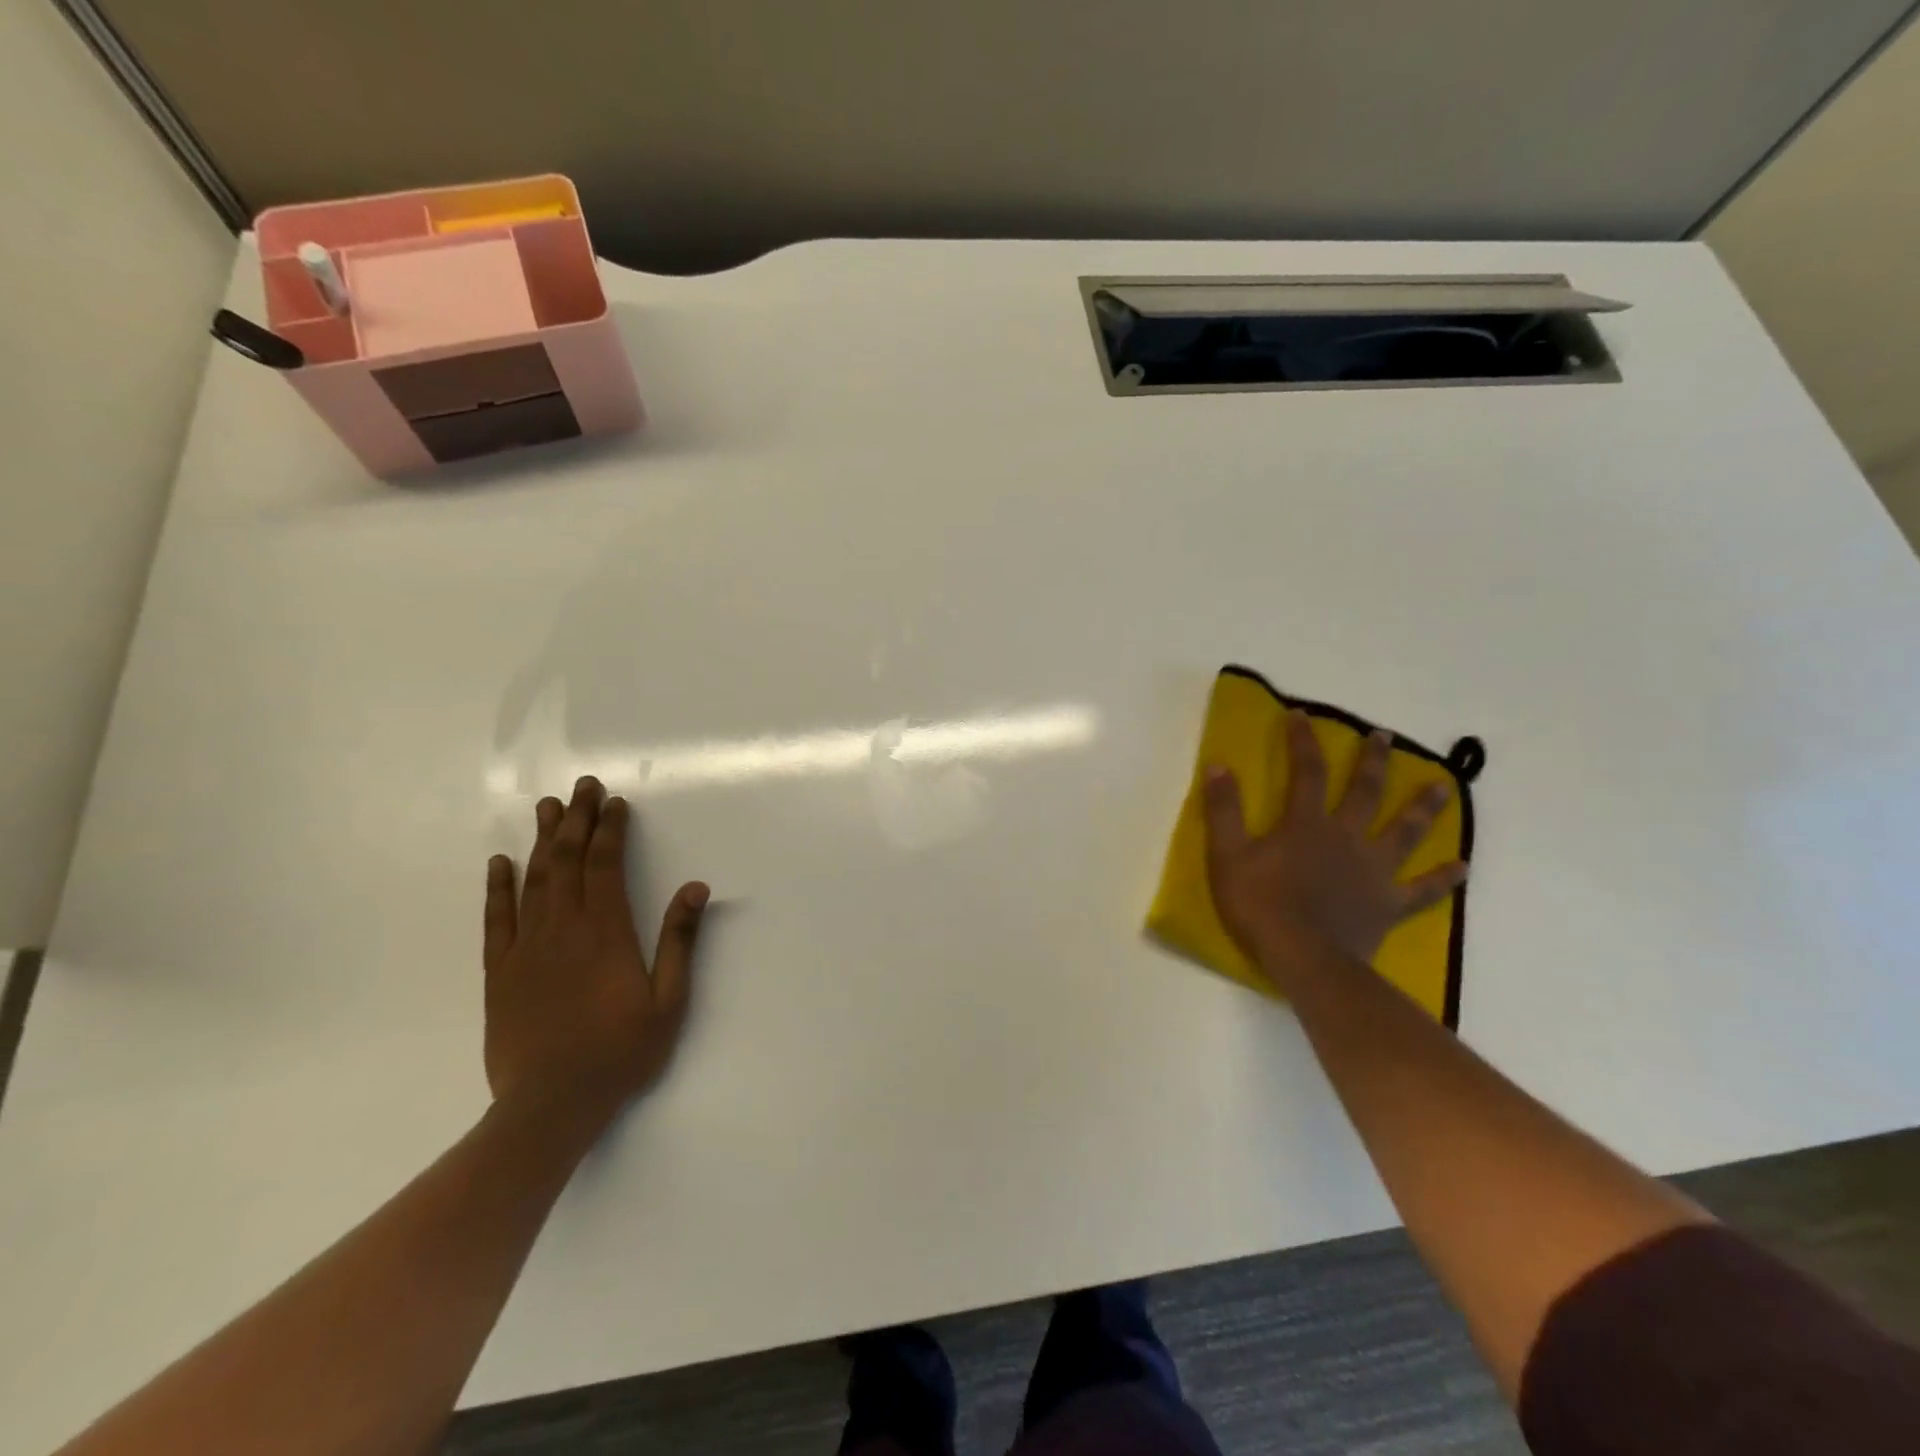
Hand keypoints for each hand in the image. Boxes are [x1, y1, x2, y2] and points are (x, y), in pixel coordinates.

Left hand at [483, 775, 708, 1127]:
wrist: (550, 1105)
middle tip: (583, 786)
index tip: (615, 803)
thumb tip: (695, 887)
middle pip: (569, 861)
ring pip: (534, 880)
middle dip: (578, 820)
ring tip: (548, 807)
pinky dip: (497, 887)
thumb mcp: (668, 1000)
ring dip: (543, 840)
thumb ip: (679, 941)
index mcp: (606, 932)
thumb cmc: (620, 1052)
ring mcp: (526, 949)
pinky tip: (499, 862)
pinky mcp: (500, 972)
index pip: (606, 865)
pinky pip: (497, 919)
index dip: (611, 830)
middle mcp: (563, 929)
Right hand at [1202, 710, 1466, 986]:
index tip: (1302, 715)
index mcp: (1307, 824)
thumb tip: (1217, 765)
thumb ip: (1223, 810)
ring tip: (1444, 787)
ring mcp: (1373, 871)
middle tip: (1386, 737)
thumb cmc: (1260, 905)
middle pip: (1365, 792)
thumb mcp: (1228, 855)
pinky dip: (1443, 878)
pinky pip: (1422, 889)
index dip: (1303, 741)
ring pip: (1404, 832)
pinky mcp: (1388, 904)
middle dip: (1374, 762)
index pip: (1307, 772)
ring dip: (1424, 808)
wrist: (1303, 958)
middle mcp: (1347, 838)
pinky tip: (1463, 867)